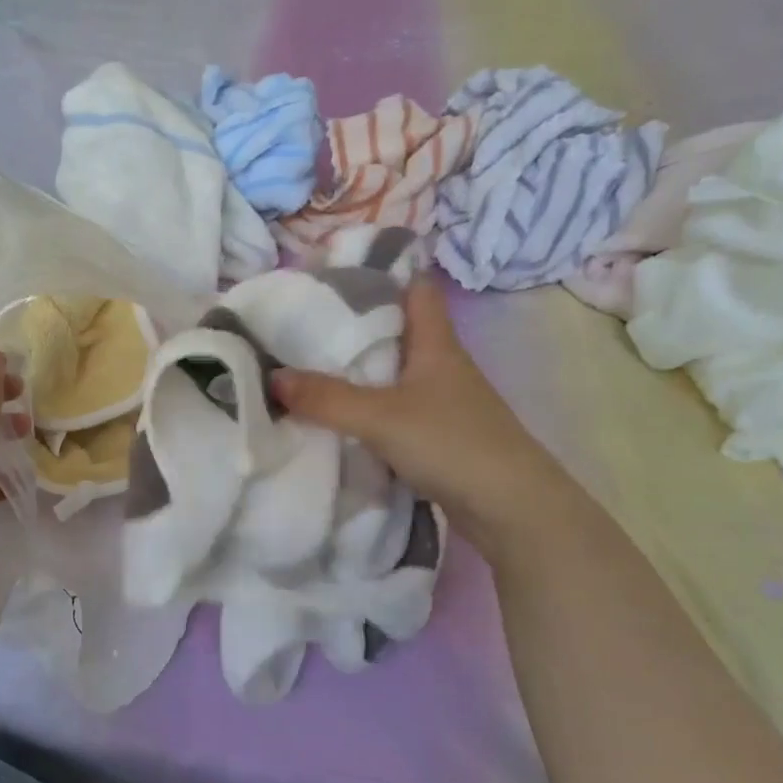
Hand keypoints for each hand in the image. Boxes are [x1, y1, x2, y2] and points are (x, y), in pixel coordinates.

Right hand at [271, 280, 570, 548]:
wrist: (510, 508)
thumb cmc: (452, 443)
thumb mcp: (381, 417)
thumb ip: (326, 398)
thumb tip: (272, 377)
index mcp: (437, 343)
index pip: (416, 288)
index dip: (383, 274)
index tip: (336, 275)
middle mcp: (442, 366)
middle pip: (399, 331)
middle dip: (357, 326)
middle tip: (306, 325)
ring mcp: (443, 403)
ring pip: (396, 374)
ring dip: (361, 372)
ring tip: (311, 369)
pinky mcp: (439, 436)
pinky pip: (395, 411)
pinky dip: (369, 410)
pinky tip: (339, 419)